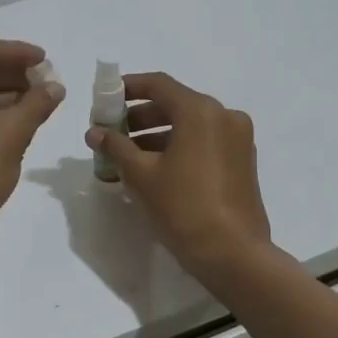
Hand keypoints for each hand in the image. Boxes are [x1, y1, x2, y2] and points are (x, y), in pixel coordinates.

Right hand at [87, 72, 271, 280]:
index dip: (129, 87)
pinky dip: (179, 147)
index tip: (106, 98)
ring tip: (128, 156)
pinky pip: (205, 142)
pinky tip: (156, 169)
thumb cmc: (182, 207)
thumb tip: (95, 132)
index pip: (159, 85)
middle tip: (113, 132)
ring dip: (158, 134)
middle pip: (175, 104)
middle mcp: (224, 116)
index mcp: (200, 111)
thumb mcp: (141, 175)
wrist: (232, 253)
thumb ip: (116, 147)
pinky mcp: (242, 161)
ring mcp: (238, 139)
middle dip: (140, 116)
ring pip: (191, 125)